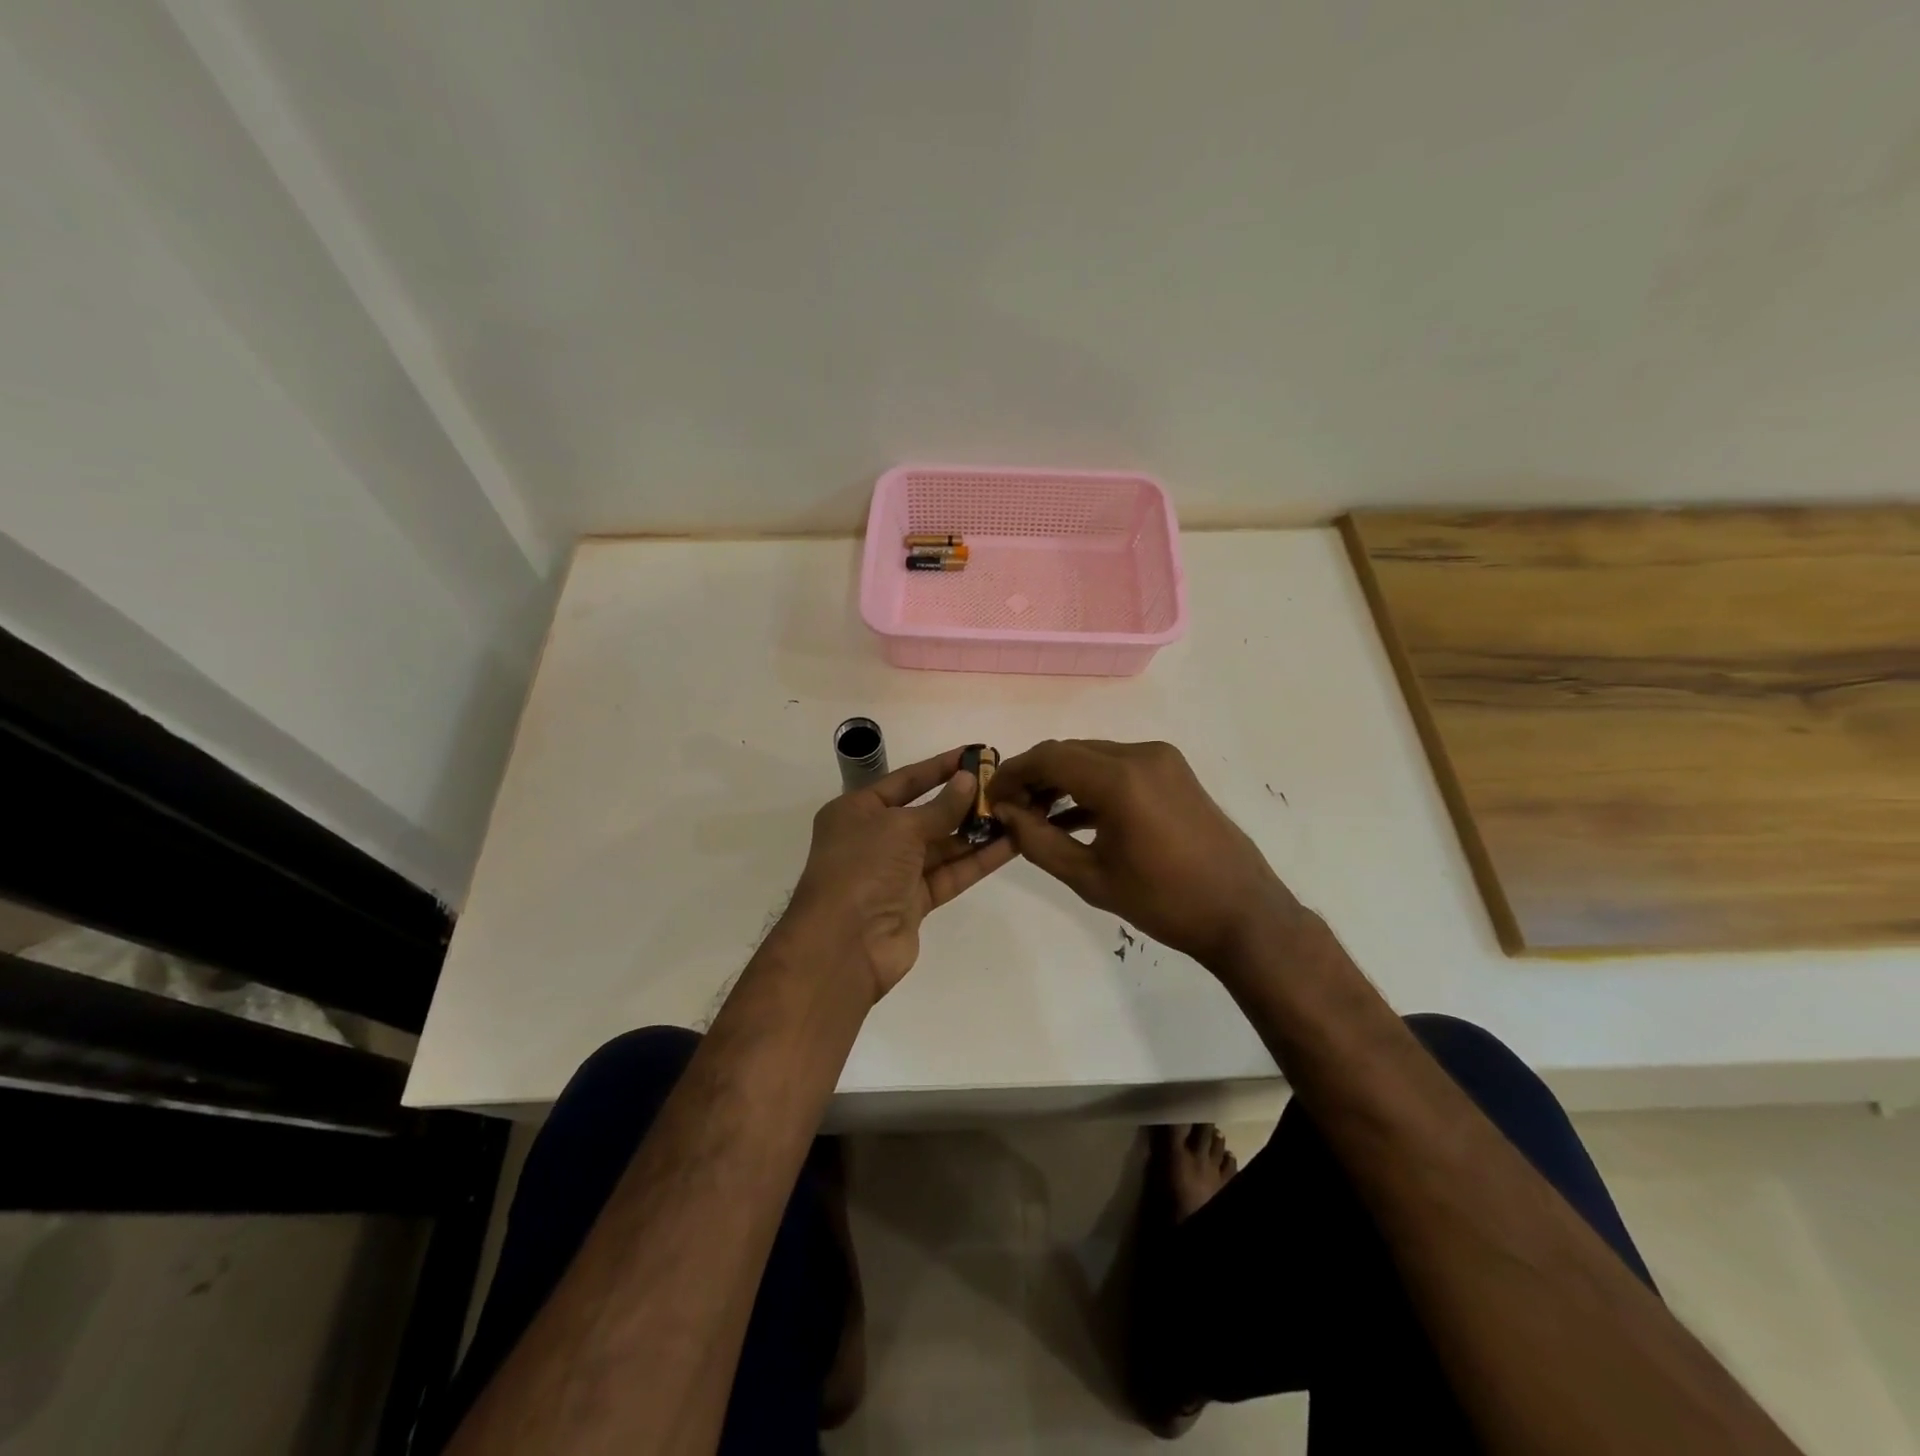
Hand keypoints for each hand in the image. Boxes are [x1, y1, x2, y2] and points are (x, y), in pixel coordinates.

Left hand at [785, 746, 1018, 1003]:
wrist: (844, 945)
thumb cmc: (863, 868)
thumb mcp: (900, 827)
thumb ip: (940, 806)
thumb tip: (968, 780)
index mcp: (857, 811)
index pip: (905, 780)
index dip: (939, 767)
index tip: (973, 754)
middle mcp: (874, 838)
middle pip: (926, 813)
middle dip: (963, 801)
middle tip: (1004, 785)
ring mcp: (895, 872)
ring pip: (943, 845)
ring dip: (976, 831)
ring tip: (1016, 812)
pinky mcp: (915, 901)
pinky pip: (950, 873)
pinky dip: (977, 860)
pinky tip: (1010, 845)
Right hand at [988, 739, 1298, 968]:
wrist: (1242, 913)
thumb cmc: (1163, 902)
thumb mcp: (1090, 878)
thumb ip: (1039, 841)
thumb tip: (1006, 814)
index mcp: (1120, 779)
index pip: (1050, 758)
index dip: (1014, 773)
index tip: (991, 795)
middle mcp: (1141, 755)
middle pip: (1071, 752)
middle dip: (1035, 776)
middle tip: (1009, 808)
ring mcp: (1162, 760)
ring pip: (1093, 757)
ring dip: (1062, 780)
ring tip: (1034, 814)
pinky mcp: (1173, 772)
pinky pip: (1118, 768)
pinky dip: (1091, 785)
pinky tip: (1070, 816)